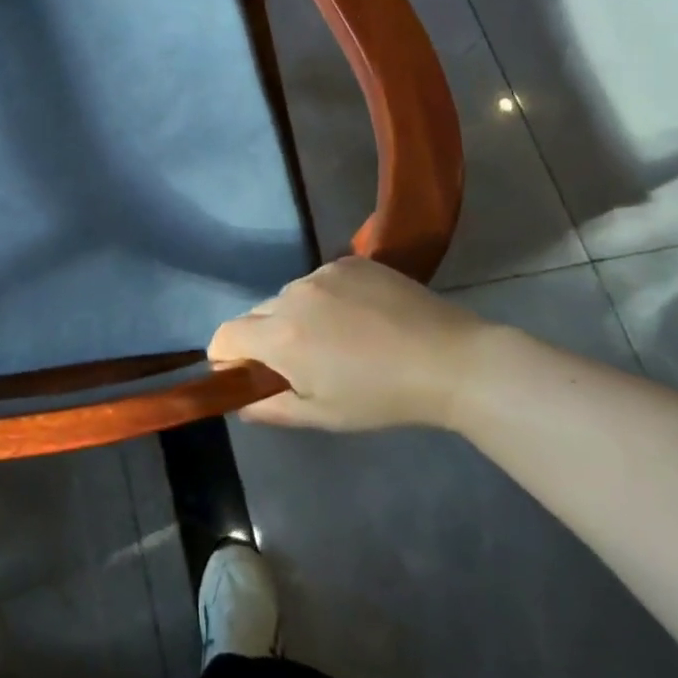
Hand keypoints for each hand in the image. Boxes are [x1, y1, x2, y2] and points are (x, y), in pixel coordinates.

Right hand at [209, 257, 496, 431]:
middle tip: (301, 363)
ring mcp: (321, 273)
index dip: (226, 356)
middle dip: (265, 338)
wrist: (452, 361)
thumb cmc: (383, 397)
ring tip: (338, 338)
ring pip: (289, 296)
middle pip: (257, 315)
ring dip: (297, 316)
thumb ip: (272, 408)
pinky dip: (326, 297)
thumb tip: (241, 404)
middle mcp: (291, 296)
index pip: (225, 335)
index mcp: (279, 336)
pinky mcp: (349, 262)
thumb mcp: (324, 415)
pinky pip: (320, 280)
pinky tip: (360, 317)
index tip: (246, 373)